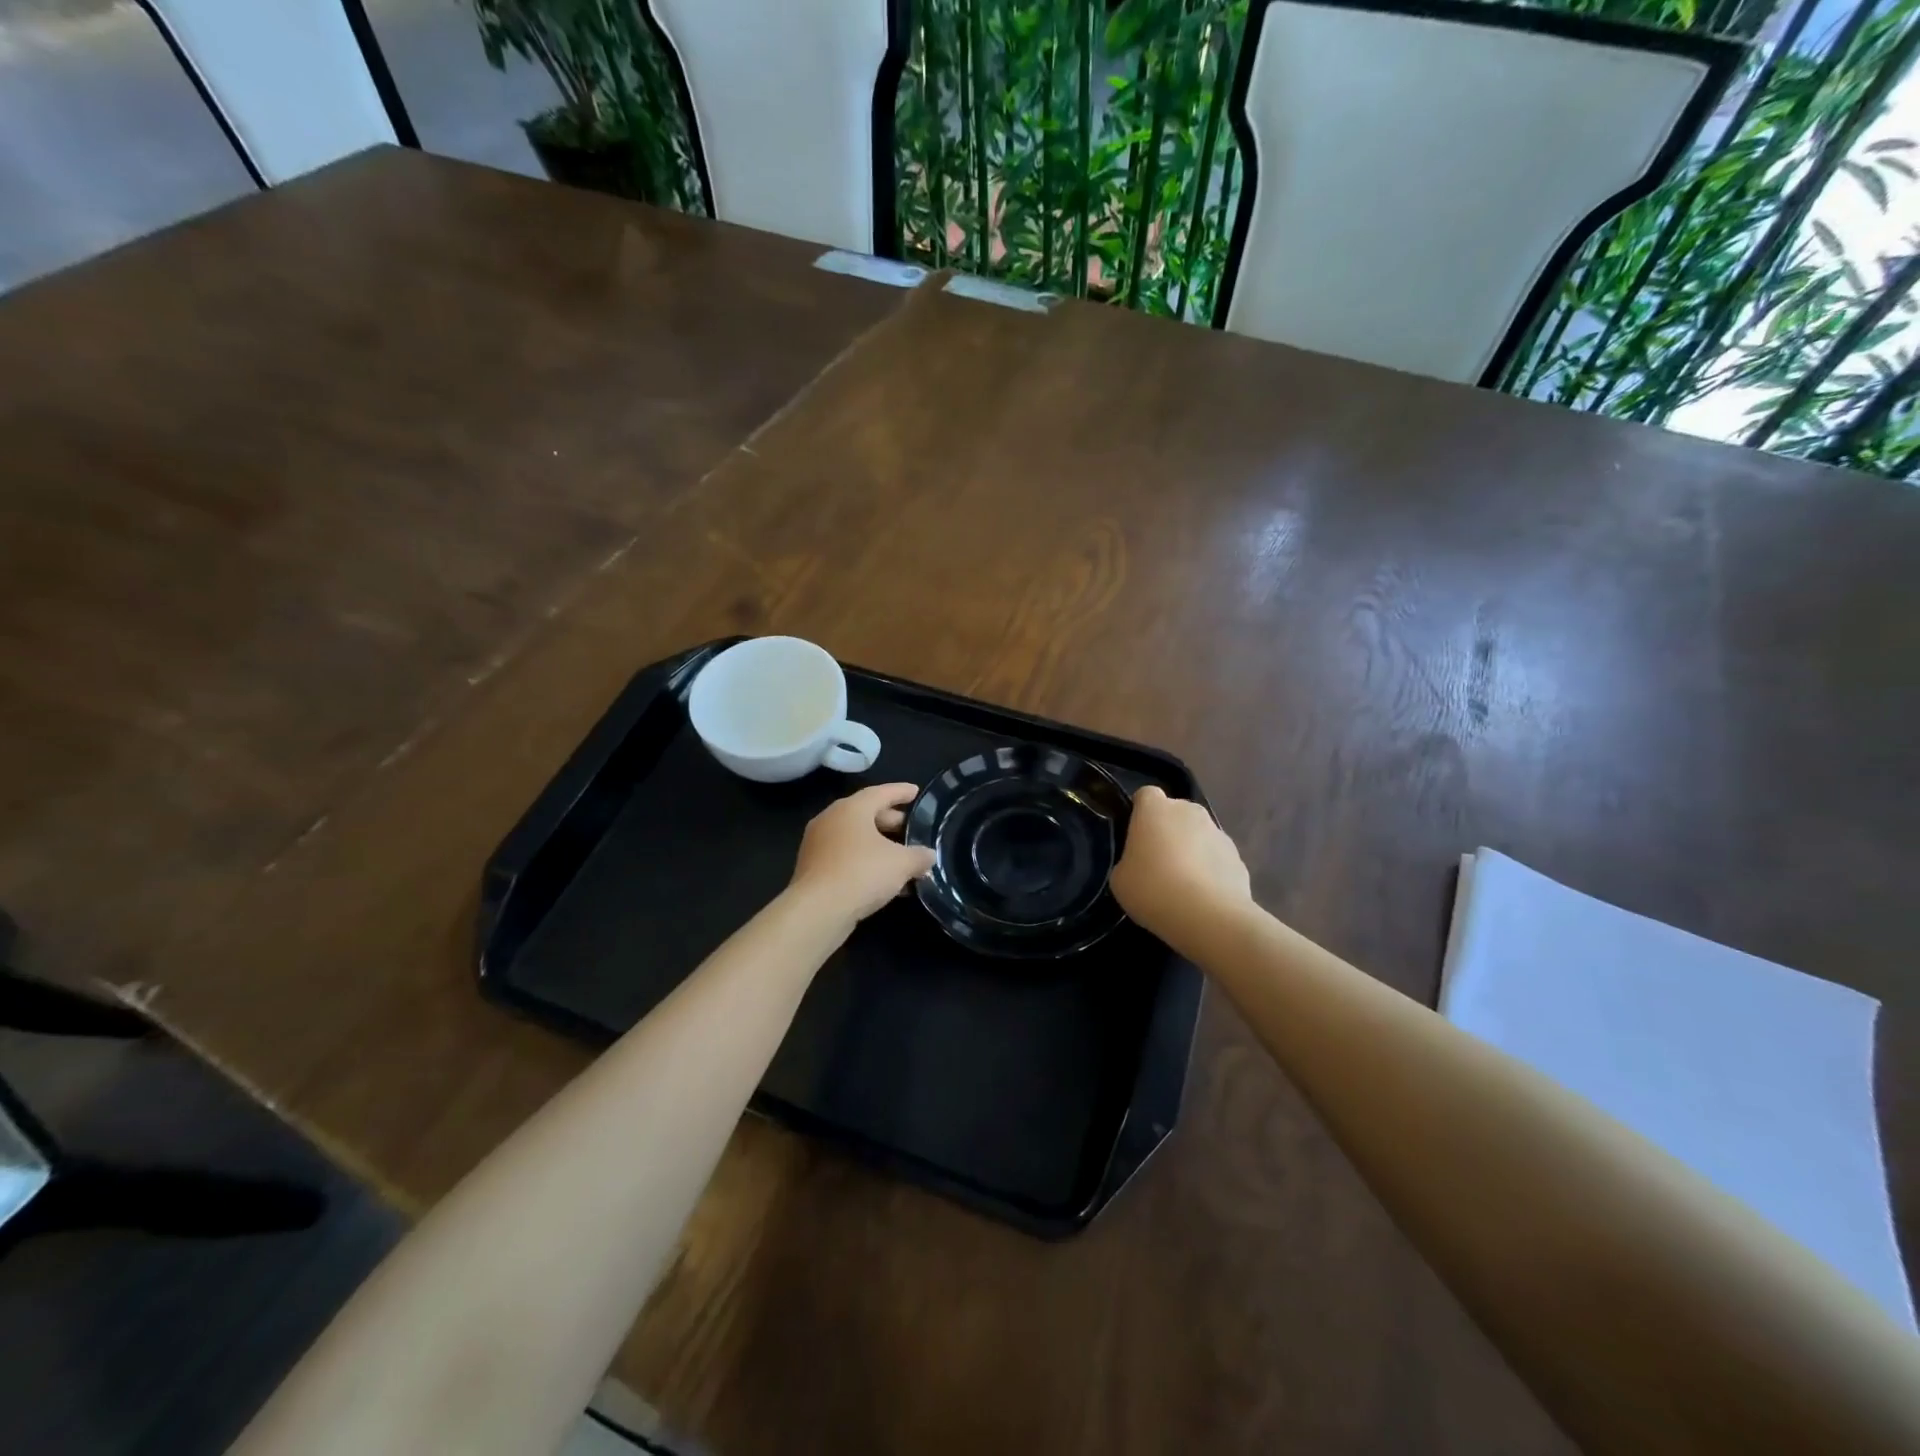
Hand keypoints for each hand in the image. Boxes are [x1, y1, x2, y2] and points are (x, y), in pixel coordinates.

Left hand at [788, 783, 936, 924]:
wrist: (817, 910)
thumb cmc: (862, 873)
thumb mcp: (901, 863)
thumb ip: (919, 856)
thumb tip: (928, 855)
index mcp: (851, 809)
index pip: (880, 793)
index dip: (901, 792)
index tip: (916, 791)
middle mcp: (830, 820)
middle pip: (866, 814)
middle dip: (892, 822)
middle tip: (912, 829)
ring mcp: (818, 845)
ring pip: (856, 839)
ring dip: (880, 847)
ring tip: (904, 859)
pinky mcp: (813, 869)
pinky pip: (846, 858)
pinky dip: (866, 863)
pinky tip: (886, 881)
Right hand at [1111, 786, 1252, 941]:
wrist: (1208, 916)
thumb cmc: (1152, 889)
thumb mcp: (1120, 878)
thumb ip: (1129, 861)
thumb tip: (1140, 863)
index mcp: (1155, 809)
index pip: (1145, 795)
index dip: (1140, 812)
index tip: (1135, 836)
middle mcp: (1189, 811)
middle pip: (1175, 813)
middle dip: (1168, 831)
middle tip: (1157, 863)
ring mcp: (1218, 832)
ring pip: (1199, 835)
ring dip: (1191, 851)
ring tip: (1183, 885)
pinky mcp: (1239, 857)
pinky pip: (1217, 858)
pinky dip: (1210, 871)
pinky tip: (1203, 897)